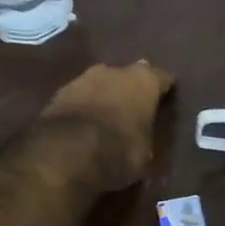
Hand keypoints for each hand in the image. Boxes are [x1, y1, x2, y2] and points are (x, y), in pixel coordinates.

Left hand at [41, 61, 174, 190]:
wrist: (65, 154)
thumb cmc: (119, 151)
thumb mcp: (146, 152)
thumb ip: (146, 134)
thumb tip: (143, 134)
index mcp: (144, 81)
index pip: (162, 78)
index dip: (165, 89)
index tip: (166, 99)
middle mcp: (115, 71)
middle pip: (128, 75)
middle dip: (131, 89)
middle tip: (135, 107)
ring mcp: (83, 79)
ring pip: (101, 83)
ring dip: (104, 96)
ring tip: (107, 115)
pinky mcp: (58, 93)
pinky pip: (79, 98)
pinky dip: (83, 107)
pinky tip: (84, 123)